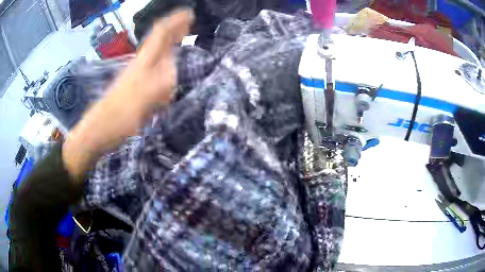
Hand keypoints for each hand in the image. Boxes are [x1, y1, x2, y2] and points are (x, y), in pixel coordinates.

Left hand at [63, 9, 193, 178]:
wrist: (98, 131)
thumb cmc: (117, 117)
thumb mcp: (140, 103)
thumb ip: (159, 85)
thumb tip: (176, 68)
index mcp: (143, 64)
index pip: (160, 35)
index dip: (174, 22)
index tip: (189, 13)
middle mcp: (140, 65)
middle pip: (158, 40)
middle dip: (174, 28)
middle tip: (190, 23)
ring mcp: (137, 76)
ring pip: (156, 53)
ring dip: (170, 43)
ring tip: (183, 38)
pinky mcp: (135, 87)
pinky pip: (154, 67)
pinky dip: (165, 60)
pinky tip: (170, 65)